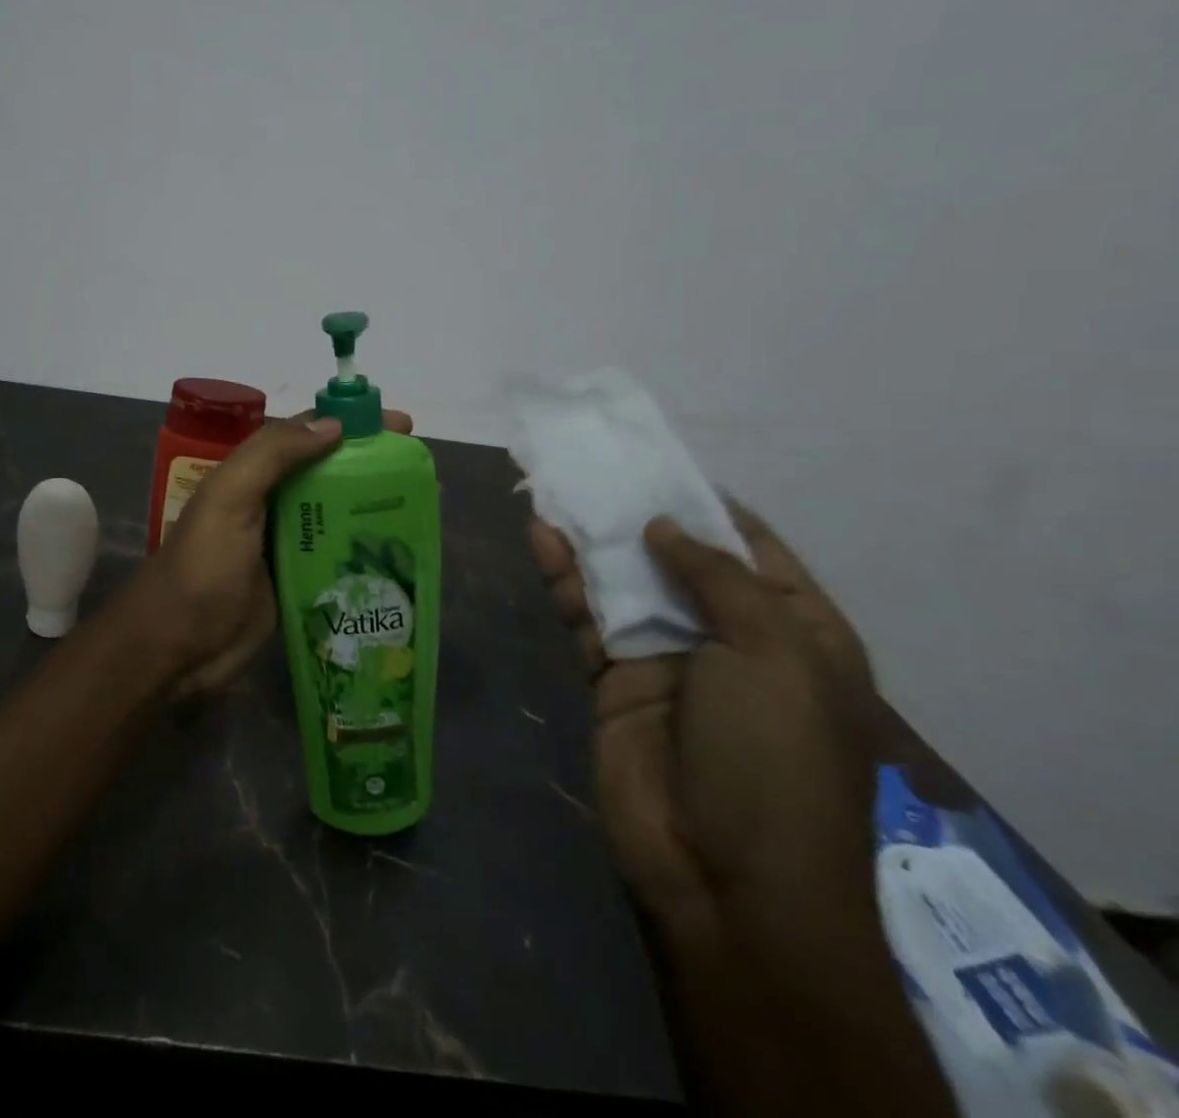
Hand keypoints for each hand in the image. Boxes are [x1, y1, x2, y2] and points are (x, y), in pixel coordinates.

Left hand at [138, 408, 413, 695]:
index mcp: (253, 474)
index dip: (352, 423)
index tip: (400, 426)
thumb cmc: (203, 568)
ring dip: (376, 505)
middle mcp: (272, 502)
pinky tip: (402, 552)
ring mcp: (286, 544)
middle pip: (330, 473)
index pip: (308, 434)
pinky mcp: (298, 582)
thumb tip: (334, 424)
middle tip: (423, 471)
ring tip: (426, 506)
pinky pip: (338, 556)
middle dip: (374, 465)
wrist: (176, 647)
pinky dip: (367, 548)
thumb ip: (273, 455)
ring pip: (339, 513)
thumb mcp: (229, 499)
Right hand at [530, 504, 879, 926]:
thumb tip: (662, 526)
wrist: (723, 876)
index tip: (661, 462)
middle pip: (678, 561)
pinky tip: (542, 538)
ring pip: (624, 582)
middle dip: (638, 515)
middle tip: (593, 464)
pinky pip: (586, 615)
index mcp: (795, 633)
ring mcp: (668, 659)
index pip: (753, 551)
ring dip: (593, 539)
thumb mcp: (773, 654)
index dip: (709, 507)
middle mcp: (731, 640)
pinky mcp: (614, 678)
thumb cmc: (773, 758)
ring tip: (555, 488)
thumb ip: (716, 578)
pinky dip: (565, 578)